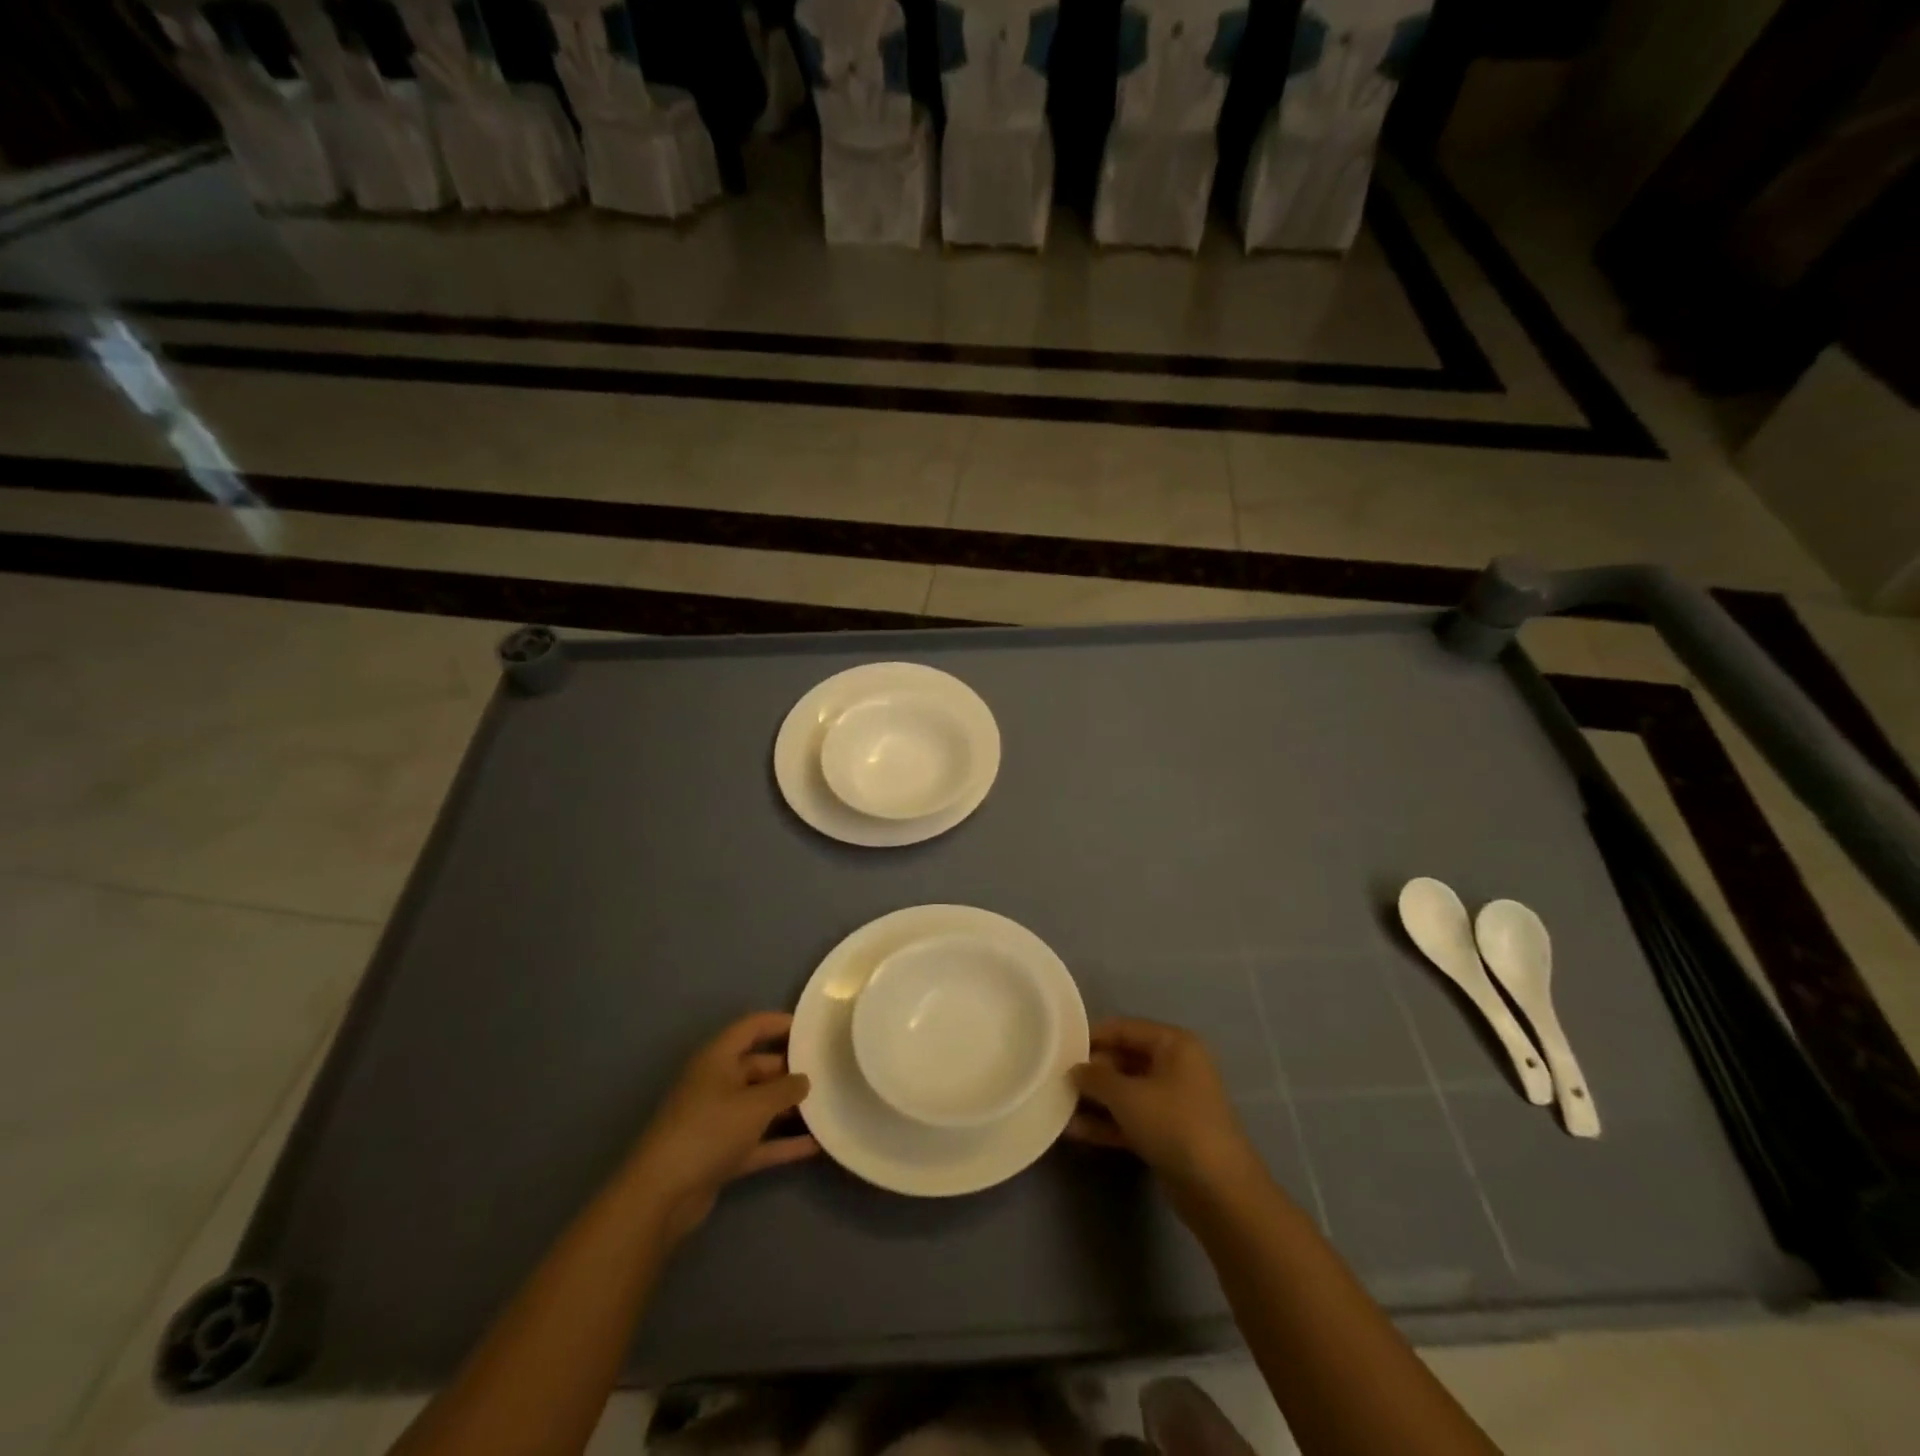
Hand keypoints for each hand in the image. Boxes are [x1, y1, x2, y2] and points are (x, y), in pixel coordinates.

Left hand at [627, 1012, 817, 1245]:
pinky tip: (814, 1145)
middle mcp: (716, 1083)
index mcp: (717, 1058)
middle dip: (790, 1070)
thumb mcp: (755, 1104)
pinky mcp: (720, 1153)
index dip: (779, 1023)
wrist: (662, 1194)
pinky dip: (782, 1142)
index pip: (751, 1028)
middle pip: (758, 1067)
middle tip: (826, 1072)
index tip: (811, 1029)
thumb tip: (804, 1080)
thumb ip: (786, 1088)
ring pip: (759, 1105)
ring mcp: (717, 1120)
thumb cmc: (709, 1130)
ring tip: (826, 1105)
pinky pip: (758, 1140)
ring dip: (788, 1107)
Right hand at [1069, 1018, 1261, 1199]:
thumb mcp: (1127, 1095)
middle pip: (1125, 1059)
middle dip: (1092, 1071)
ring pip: (1127, 1092)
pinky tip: (1075, 1131)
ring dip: (1096, 1100)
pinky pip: (1132, 1119)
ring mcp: (1174, 1102)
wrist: (1220, 1192)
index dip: (1092, 1036)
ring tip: (1059, 1104)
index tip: (1060, 1046)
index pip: (1125, 1028)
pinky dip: (1107, 1123)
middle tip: (1056, 1078)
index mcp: (1174, 1044)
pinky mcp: (1169, 1134)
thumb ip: (1096, 1077)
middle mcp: (1176, 1067)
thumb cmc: (1174, 1125)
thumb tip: (1075, 1069)